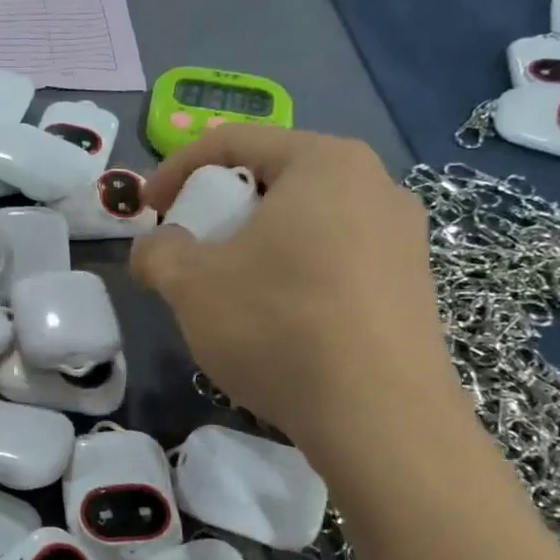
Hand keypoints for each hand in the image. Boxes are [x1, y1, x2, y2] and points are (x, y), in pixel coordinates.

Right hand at [131, 128, 459, 464]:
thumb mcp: (190, 284)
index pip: (234, 141)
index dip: (176, 169)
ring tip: (230, 288)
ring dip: (257, 244)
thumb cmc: (277, 325)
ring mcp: (403, 238)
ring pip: (307, 222)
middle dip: (220, 209)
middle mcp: (376, 185)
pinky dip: (294, 272)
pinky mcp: (414, 286)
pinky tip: (278, 320)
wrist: (380, 417)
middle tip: (189, 247)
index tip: (146, 208)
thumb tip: (153, 248)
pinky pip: (337, 259)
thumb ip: (157, 252)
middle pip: (274, 179)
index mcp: (323, 163)